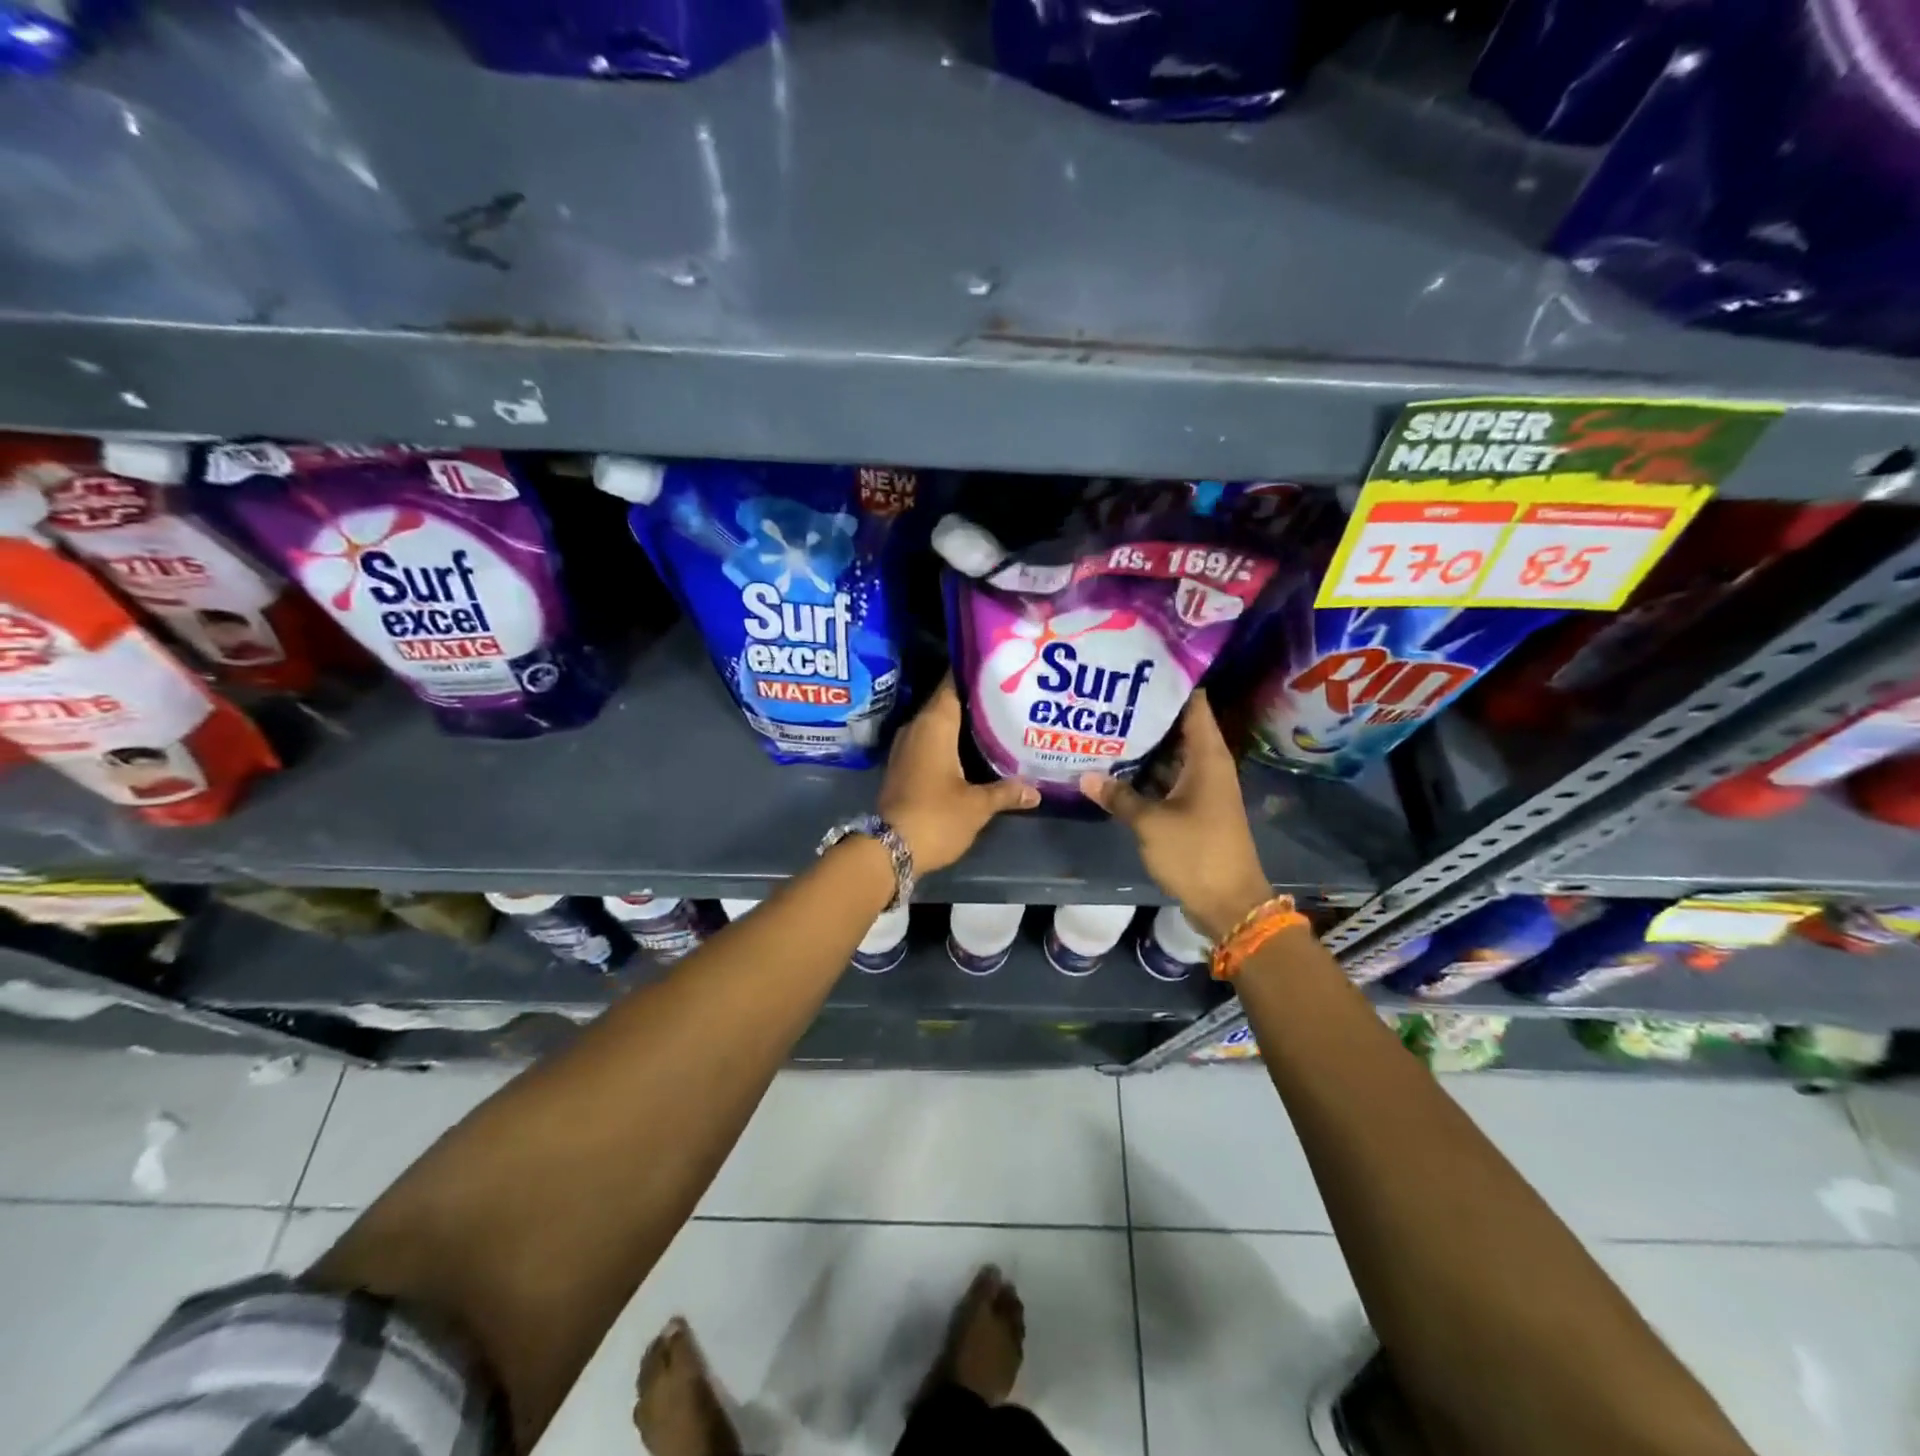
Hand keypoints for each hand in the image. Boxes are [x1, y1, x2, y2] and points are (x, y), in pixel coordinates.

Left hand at [879, 677, 1039, 873]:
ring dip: (964, 723)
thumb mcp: (977, 806)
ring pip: (939, 724)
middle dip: (976, 699)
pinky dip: (952, 742)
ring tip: (998, 720)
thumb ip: (1007, 792)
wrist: (889, 850)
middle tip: (1009, 695)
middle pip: (948, 702)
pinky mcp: (904, 766)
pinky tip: (974, 750)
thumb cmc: (936, 817)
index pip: (953, 684)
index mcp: (934, 724)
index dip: (975, 673)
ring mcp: (907, 747)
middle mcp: (917, 728)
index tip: (1000, 668)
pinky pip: (931, 742)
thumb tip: (1036, 790)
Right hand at [1079, 692, 1271, 939]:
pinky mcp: (1193, 808)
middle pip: (1178, 727)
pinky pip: (1167, 779)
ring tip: (1105, 725)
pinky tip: (1115, 768)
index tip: (1139, 666)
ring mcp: (1201, 788)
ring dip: (1144, 745)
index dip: (1171, 683)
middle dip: (1147, 713)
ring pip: (1170, 755)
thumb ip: (1118, 796)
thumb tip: (1085, 775)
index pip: (1194, 705)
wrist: (1229, 903)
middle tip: (1108, 695)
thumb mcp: (1151, 823)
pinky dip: (1146, 773)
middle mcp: (1207, 765)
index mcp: (1207, 757)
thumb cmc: (1196, 853)